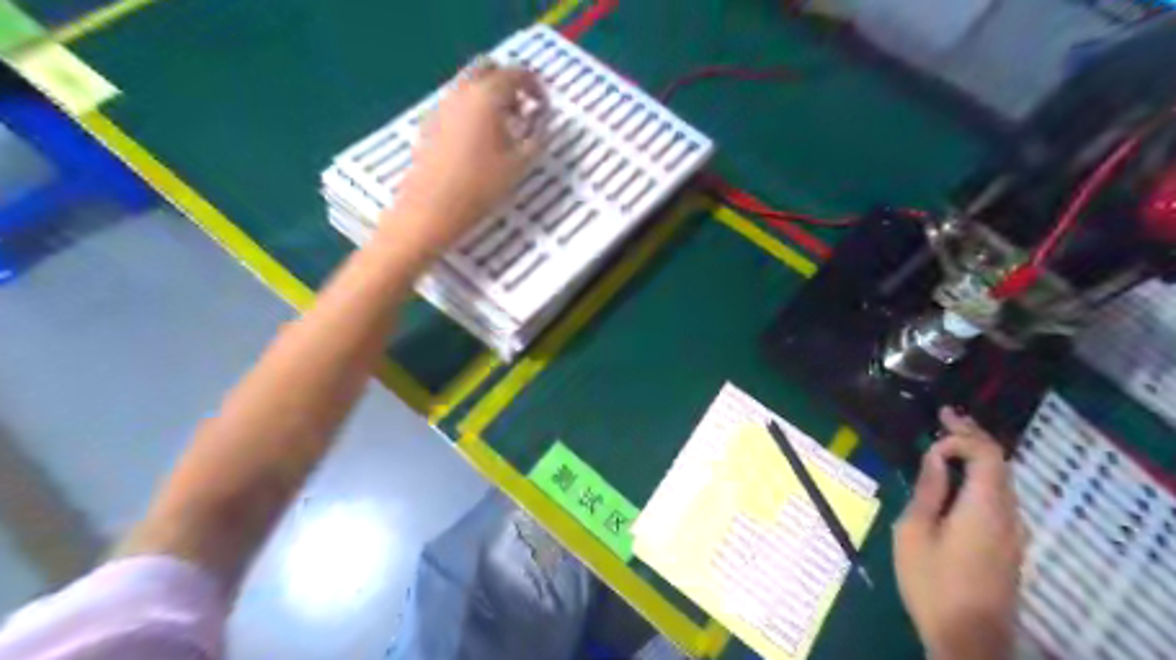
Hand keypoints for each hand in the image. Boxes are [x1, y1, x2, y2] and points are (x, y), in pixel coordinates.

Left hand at [390, 63, 547, 258]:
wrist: (430, 210)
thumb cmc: (480, 188)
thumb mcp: (519, 165)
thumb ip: (537, 137)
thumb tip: (542, 121)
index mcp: (486, 97)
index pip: (515, 73)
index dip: (534, 86)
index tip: (543, 106)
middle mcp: (461, 92)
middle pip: (487, 69)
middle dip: (508, 84)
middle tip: (523, 110)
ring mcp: (441, 106)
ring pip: (469, 85)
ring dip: (490, 97)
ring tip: (505, 131)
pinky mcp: (430, 124)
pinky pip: (457, 103)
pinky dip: (473, 110)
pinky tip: (481, 142)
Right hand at [897, 406, 1026, 659]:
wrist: (968, 638)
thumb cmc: (931, 583)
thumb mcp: (914, 532)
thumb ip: (928, 491)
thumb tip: (934, 457)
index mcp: (983, 507)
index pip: (987, 454)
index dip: (963, 435)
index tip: (935, 426)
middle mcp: (1008, 515)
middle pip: (1000, 464)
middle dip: (973, 436)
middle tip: (946, 416)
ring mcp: (1013, 532)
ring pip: (1003, 481)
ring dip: (978, 456)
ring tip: (950, 439)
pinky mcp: (1010, 546)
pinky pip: (1000, 498)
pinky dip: (981, 477)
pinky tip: (959, 478)